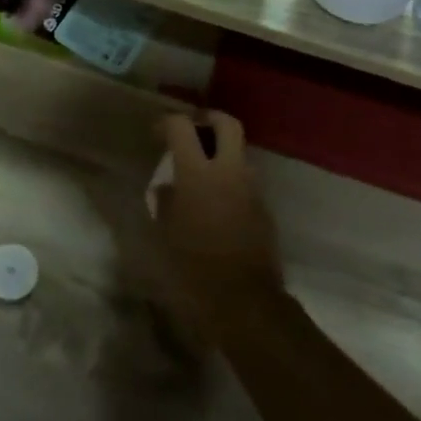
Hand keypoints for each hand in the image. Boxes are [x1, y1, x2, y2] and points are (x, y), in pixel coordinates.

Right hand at [145, 112, 282, 339]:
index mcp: (198, 173)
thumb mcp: (165, 235)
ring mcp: (251, 189)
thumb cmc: (193, 267)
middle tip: (192, 130)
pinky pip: (245, 182)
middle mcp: (229, 171)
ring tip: (200, 174)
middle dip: (209, 120)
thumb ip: (165, 203)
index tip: (156, 133)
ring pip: (239, 154)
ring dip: (222, 154)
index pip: (182, 126)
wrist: (244, 301)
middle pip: (227, 124)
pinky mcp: (264, 209)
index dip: (167, 123)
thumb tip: (166, 188)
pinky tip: (215, 204)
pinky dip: (230, 181)